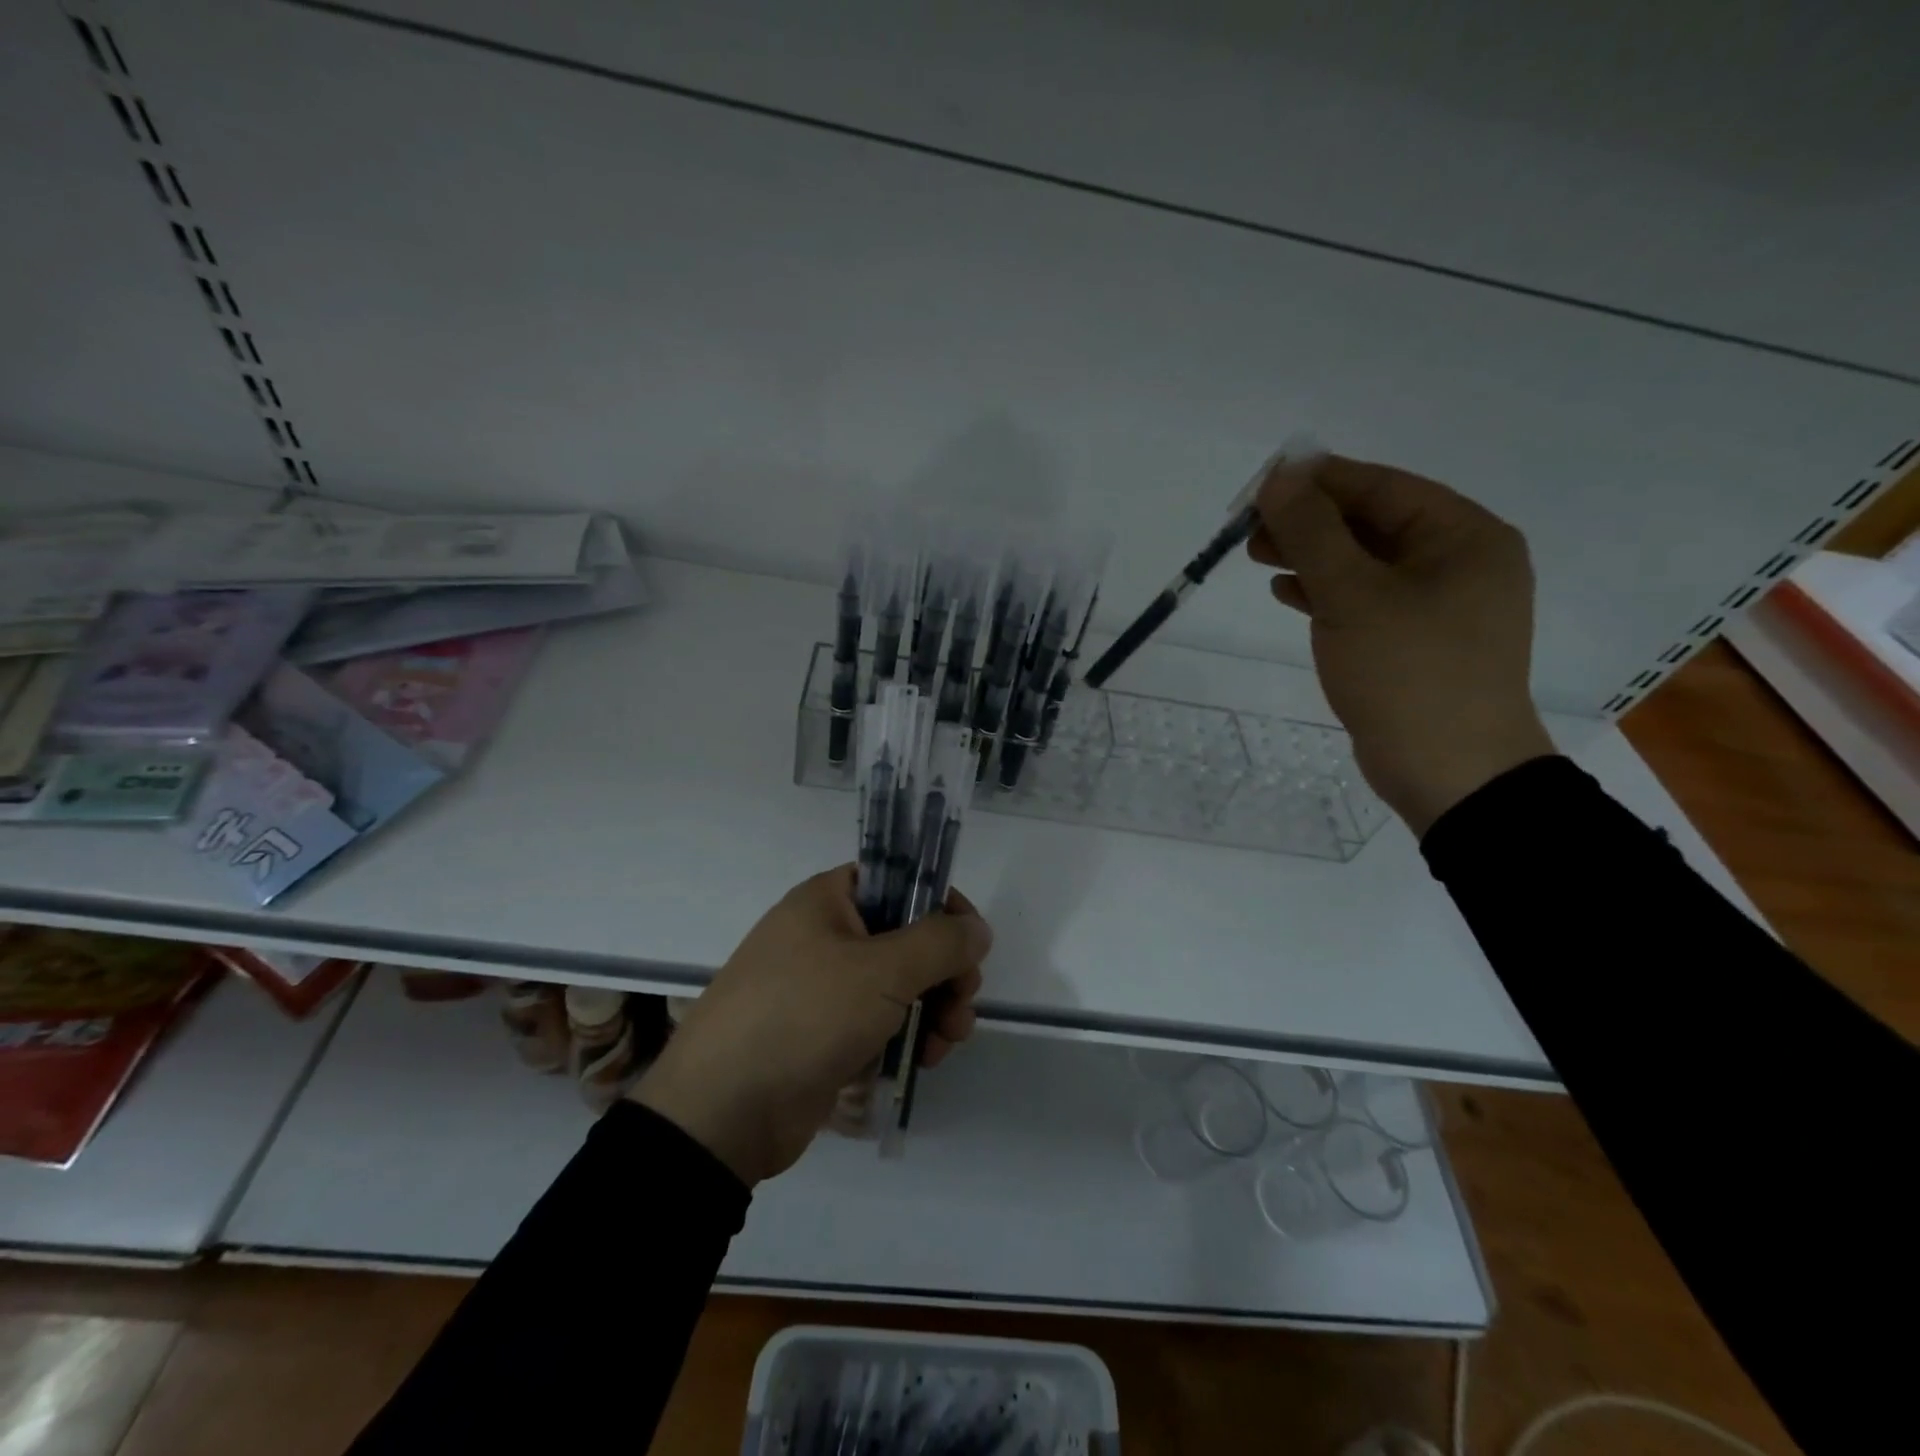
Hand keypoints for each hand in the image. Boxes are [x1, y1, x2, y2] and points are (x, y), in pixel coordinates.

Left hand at [631, 867, 990, 1185]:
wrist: (722, 1112)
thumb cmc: (804, 1016)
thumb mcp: (881, 971)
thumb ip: (940, 943)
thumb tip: (977, 928)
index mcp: (828, 900)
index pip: (899, 879)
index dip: (941, 904)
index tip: (971, 941)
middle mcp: (825, 935)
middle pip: (906, 936)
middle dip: (945, 969)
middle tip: (964, 1001)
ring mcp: (824, 987)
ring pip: (898, 983)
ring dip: (934, 1007)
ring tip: (948, 1041)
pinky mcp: (825, 1034)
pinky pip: (880, 1020)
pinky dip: (907, 1035)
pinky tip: (924, 1061)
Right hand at [1248, 455, 1555, 834]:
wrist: (1450, 772)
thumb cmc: (1407, 673)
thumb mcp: (1352, 595)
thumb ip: (1312, 532)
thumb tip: (1279, 477)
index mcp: (1464, 536)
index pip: (1381, 487)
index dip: (1317, 481)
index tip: (1260, 485)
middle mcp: (1460, 561)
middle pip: (1372, 523)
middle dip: (1310, 521)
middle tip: (1250, 528)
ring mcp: (1440, 605)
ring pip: (1365, 563)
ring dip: (1312, 556)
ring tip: (1258, 557)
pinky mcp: (1417, 641)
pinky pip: (1367, 599)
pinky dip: (1327, 592)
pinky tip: (1287, 593)